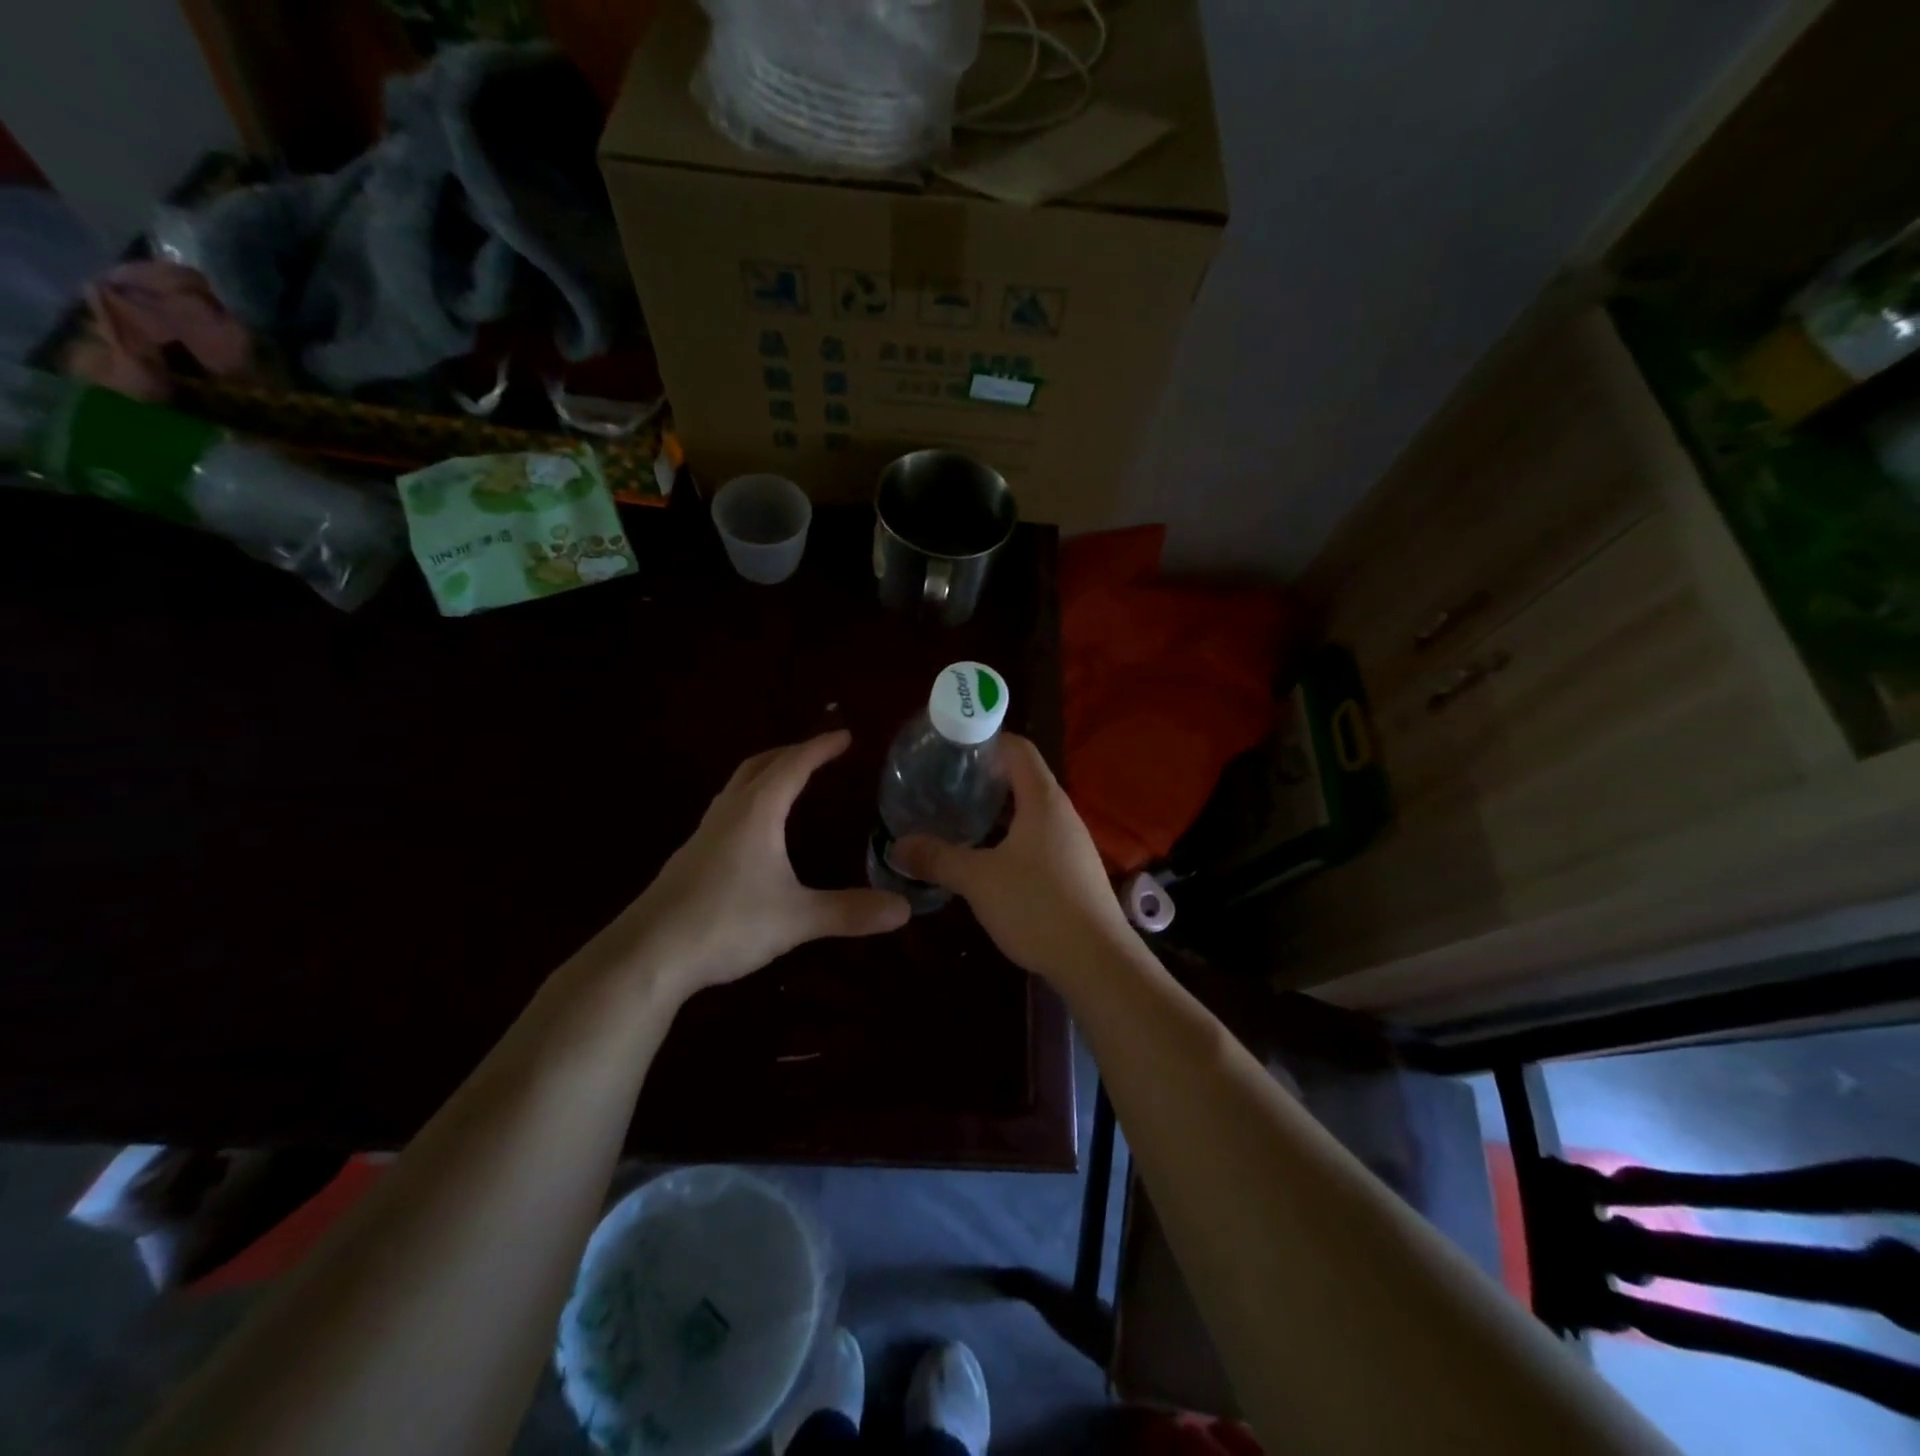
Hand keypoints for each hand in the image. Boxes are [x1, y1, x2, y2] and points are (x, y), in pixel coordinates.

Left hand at [610, 731, 909, 1000]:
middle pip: (759, 766)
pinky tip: (756, 832)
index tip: (846, 736)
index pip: (793, 766)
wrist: (647, 955)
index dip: (821, 748)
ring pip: (737, 787)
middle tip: (820, 752)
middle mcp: (728, 813)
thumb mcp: (796, 919)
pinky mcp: (691, 858)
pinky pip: (727, 811)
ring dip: (766, 773)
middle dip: (791, 753)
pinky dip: (750, 801)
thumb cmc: (725, 924)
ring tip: (790, 781)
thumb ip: (849, 912)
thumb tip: (904, 909)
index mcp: (756, 813)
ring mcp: (704, 834)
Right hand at [893, 735, 1133, 987]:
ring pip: (1029, 812)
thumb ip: (937, 858)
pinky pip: (1037, 839)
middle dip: (983, 778)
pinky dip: (1010, 838)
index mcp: (1043, 799)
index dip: (984, 740)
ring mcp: (1072, 843)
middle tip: (943, 786)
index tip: (949, 749)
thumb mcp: (978, 880)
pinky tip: (986, 859)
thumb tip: (897, 846)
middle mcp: (1062, 813)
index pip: (1017, 747)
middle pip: (1022, 777)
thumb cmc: (1037, 906)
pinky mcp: (1073, 870)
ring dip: (996, 812)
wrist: (1097, 961)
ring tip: (958, 820)